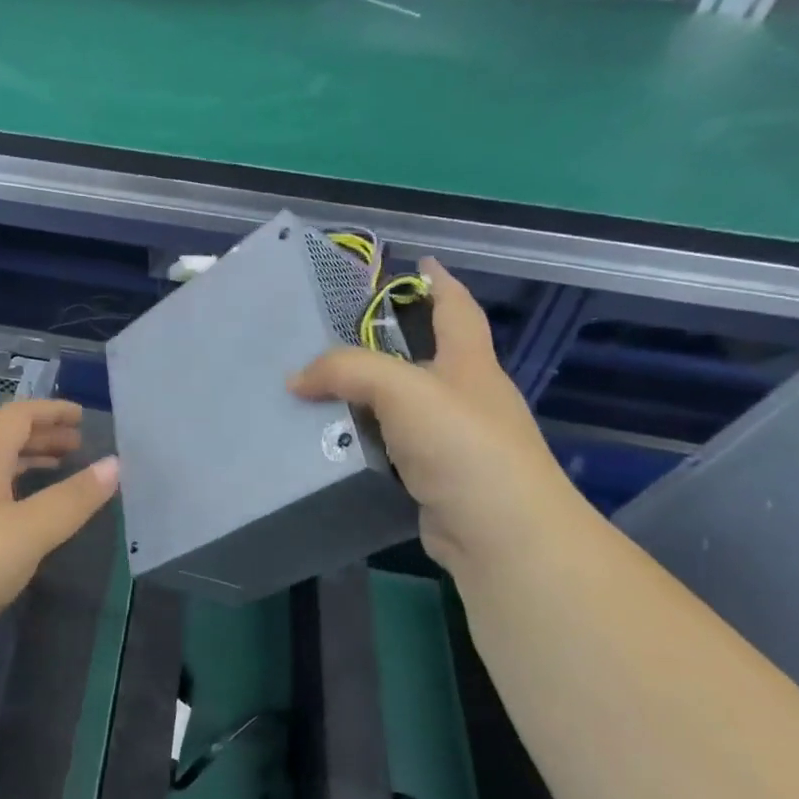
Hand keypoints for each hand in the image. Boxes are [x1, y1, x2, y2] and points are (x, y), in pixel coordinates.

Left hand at [0, 399, 119, 660]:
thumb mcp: (30, 531)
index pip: (18, 416)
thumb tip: (115, 464)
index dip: (51, 411)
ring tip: (57, 473)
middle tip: (77, 446)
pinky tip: (21, 518)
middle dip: (43, 437)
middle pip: (4, 440)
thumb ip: (73, 499)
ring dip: (26, 464)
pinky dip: (11, 491)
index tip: (81, 417)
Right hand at [288, 259, 576, 573]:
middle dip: (385, 343)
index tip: (418, 262)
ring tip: (316, 388)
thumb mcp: (403, 390)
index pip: (457, 308)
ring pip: (400, 407)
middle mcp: (466, 398)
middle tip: (331, 333)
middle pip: (422, 357)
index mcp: (469, 364)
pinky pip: (390, 448)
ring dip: (365, 397)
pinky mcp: (435, 480)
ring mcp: (453, 443)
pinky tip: (330, 442)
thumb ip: (347, 370)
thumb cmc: (463, 446)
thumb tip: (296, 379)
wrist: (502, 536)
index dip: (439, 282)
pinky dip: (363, 440)